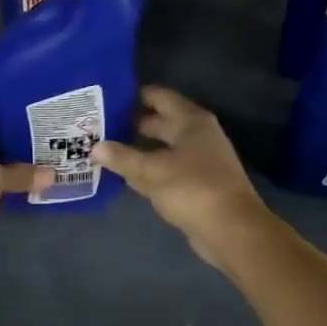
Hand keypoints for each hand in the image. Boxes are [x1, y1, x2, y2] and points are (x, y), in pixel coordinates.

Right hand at [91, 86, 272, 265]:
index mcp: (191, 121)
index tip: (106, 97)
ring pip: (162, 148)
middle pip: (160, 122)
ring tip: (105, 147)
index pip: (159, 97)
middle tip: (99, 124)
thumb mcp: (152, 171)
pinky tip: (126, 174)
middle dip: (131, 123)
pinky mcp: (196, 184)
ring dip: (138, 148)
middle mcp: (197, 135)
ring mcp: (199, 160)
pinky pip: (166, 169)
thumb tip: (94, 147)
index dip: (133, 95)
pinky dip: (148, 169)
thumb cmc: (193, 189)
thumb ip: (122, 157)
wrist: (231, 230)